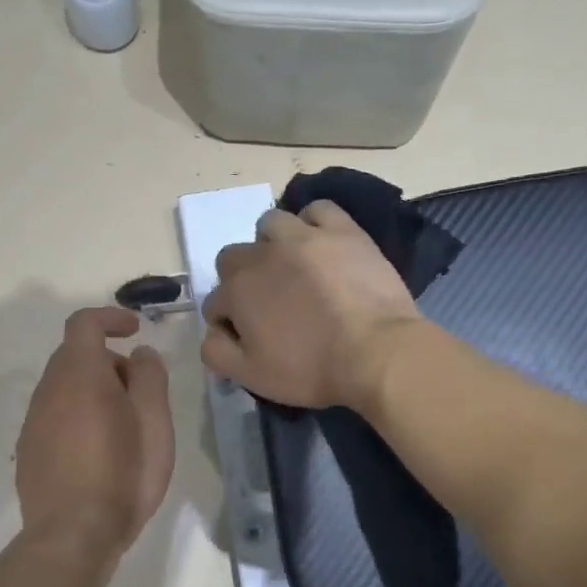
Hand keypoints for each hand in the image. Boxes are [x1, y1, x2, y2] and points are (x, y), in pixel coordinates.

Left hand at [16, 307, 174, 558]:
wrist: (73, 535)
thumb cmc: (124, 473)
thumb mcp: (155, 421)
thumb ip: (149, 377)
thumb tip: (140, 355)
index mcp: (80, 374)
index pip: (85, 324)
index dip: (110, 318)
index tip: (135, 329)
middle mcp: (49, 390)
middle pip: (75, 356)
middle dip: (109, 362)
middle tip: (140, 391)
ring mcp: (33, 422)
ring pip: (64, 388)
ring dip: (93, 391)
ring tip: (123, 427)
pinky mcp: (29, 451)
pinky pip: (55, 417)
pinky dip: (78, 417)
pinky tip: (99, 452)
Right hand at [201, 202, 421, 410]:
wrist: (375, 352)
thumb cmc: (310, 369)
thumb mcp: (250, 376)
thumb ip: (216, 352)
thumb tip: (211, 332)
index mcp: (236, 291)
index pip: (215, 303)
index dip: (228, 323)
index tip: (249, 338)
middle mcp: (261, 254)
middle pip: (234, 258)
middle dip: (242, 279)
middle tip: (269, 304)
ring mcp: (303, 236)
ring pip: (270, 225)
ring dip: (271, 244)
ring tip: (293, 268)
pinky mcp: (342, 230)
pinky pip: (318, 210)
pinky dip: (313, 223)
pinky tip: (321, 242)